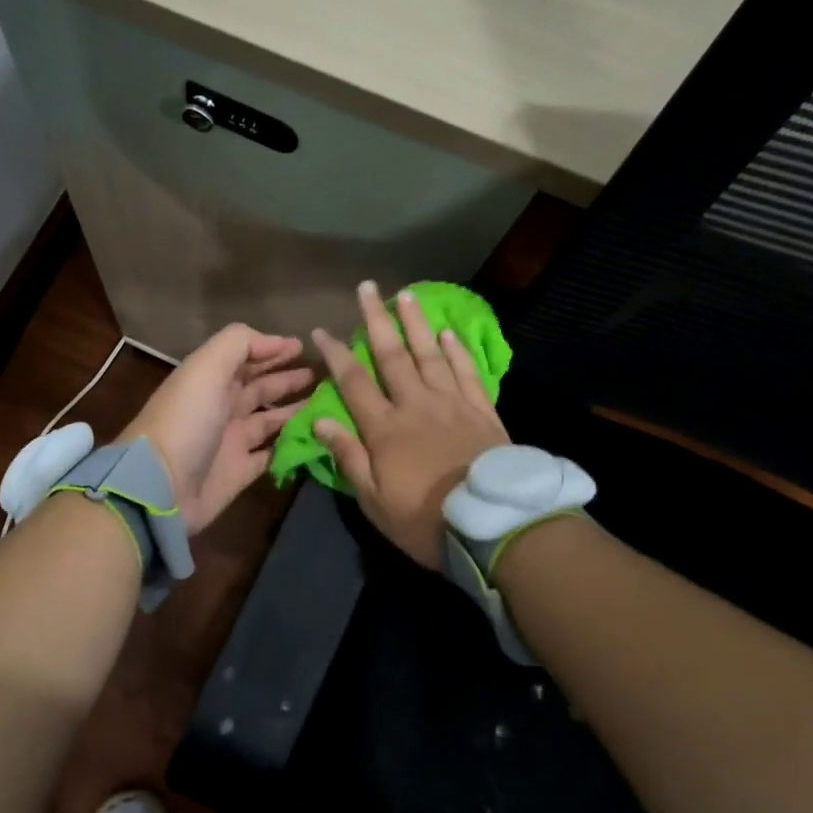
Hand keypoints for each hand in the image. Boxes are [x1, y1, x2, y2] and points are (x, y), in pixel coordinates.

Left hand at [123, 325, 314, 533]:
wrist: (161, 486)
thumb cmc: (186, 420)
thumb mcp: (207, 367)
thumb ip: (239, 344)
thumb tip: (275, 342)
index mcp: (211, 380)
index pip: (245, 358)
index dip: (271, 350)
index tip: (302, 346)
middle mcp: (222, 407)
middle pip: (259, 388)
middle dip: (287, 379)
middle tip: (321, 375)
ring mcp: (231, 441)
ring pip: (269, 420)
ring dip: (294, 411)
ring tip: (325, 403)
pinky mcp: (240, 472)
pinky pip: (271, 455)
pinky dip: (290, 446)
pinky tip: (314, 438)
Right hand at [311, 282, 509, 568]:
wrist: (493, 525)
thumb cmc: (424, 519)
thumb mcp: (374, 500)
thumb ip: (348, 456)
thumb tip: (320, 420)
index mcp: (385, 428)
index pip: (353, 382)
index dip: (335, 355)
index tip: (320, 330)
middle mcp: (415, 404)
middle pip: (392, 355)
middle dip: (376, 320)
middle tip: (367, 287)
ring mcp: (452, 404)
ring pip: (430, 354)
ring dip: (416, 323)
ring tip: (406, 294)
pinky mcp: (481, 411)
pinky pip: (466, 372)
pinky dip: (456, 350)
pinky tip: (447, 333)